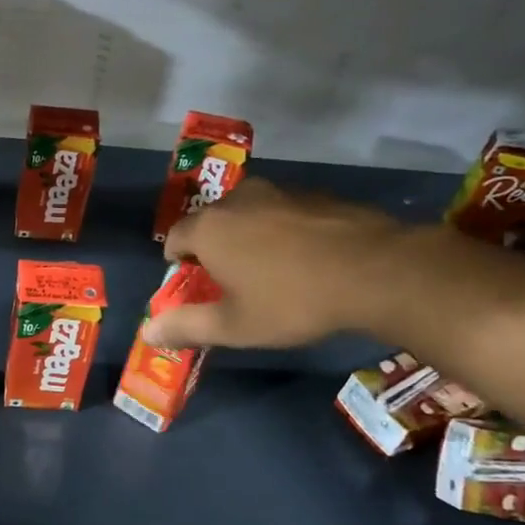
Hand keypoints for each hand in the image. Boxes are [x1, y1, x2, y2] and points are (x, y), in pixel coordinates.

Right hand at [140, 178, 404, 348]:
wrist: (377, 271)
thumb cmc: (292, 301)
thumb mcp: (234, 326)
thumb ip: (186, 327)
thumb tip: (147, 332)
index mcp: (209, 227)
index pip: (174, 238)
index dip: (178, 264)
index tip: (195, 287)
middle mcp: (237, 199)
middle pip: (210, 223)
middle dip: (213, 249)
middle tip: (232, 282)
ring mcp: (278, 191)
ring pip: (247, 214)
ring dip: (248, 237)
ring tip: (271, 271)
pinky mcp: (314, 194)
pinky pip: (281, 212)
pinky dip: (282, 230)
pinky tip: (305, 258)